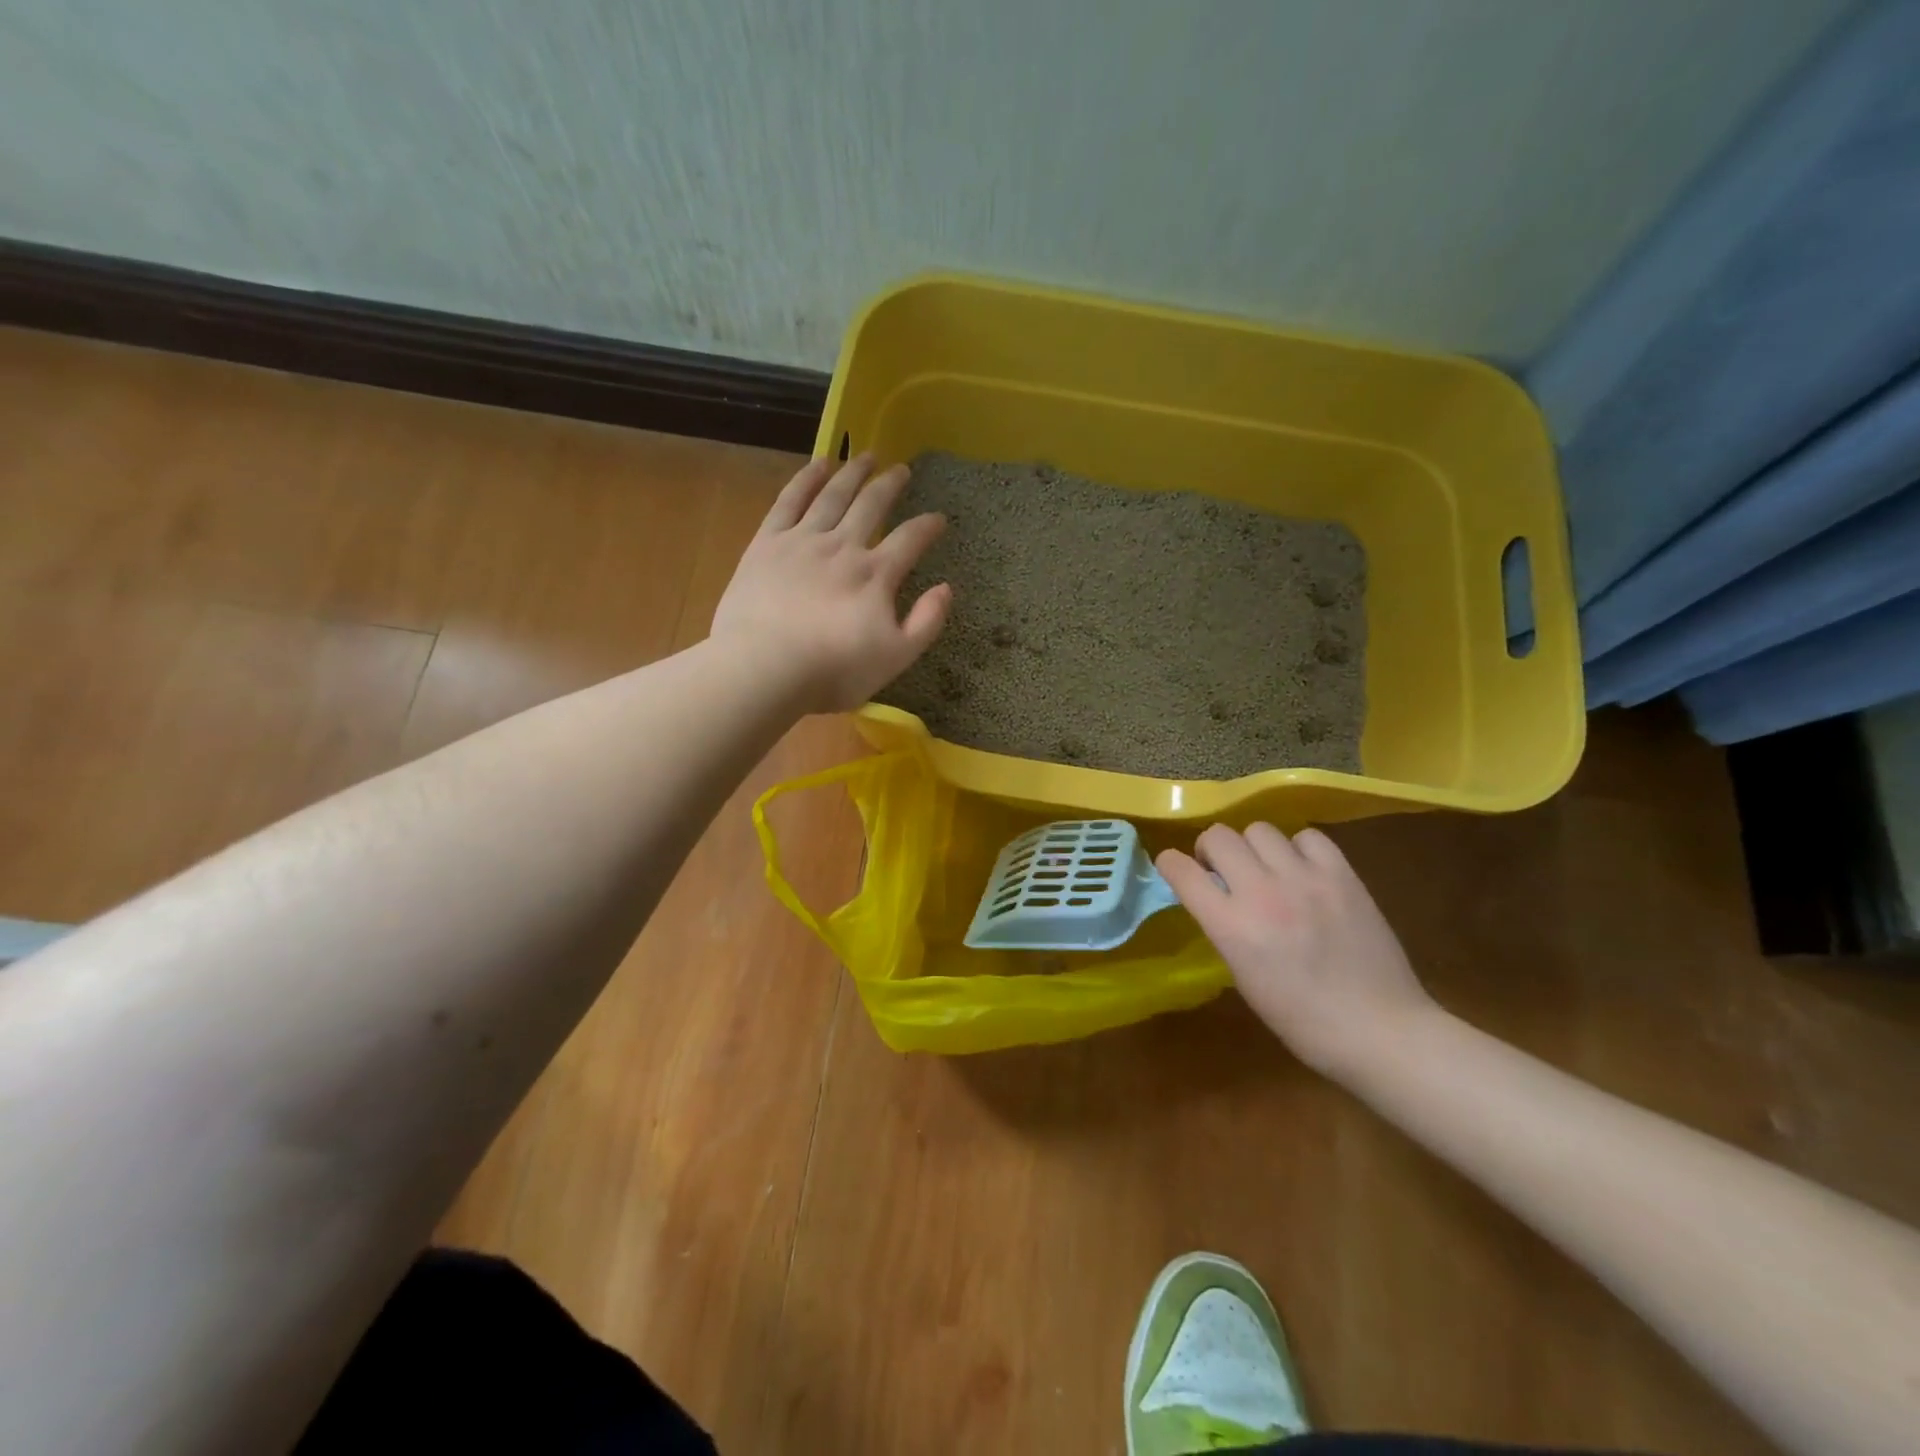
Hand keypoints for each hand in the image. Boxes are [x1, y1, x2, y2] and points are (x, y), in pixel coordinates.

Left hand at [711, 454, 951, 712]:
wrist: (764, 667)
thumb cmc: (832, 671)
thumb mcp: (895, 658)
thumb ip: (926, 622)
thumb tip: (947, 588)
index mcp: (876, 575)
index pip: (910, 540)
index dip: (928, 527)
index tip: (939, 518)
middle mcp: (844, 547)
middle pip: (872, 506)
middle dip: (890, 486)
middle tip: (901, 469)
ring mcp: (803, 541)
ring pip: (834, 495)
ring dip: (853, 473)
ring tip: (866, 456)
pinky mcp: (768, 543)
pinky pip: (790, 501)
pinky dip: (807, 479)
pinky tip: (820, 464)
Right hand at [1157, 824, 1436, 1075]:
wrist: (1379, 1030)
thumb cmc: (1301, 1019)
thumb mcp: (1242, 975)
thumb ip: (1224, 927)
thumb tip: (1215, 897)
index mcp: (1231, 927)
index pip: (1181, 871)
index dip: (1171, 863)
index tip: (1175, 868)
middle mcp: (1262, 893)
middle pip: (1219, 836)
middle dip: (1211, 849)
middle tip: (1223, 870)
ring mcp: (1305, 879)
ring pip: (1260, 829)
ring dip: (1253, 847)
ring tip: (1267, 868)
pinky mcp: (1342, 875)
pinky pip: (1307, 837)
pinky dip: (1298, 848)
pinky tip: (1303, 870)